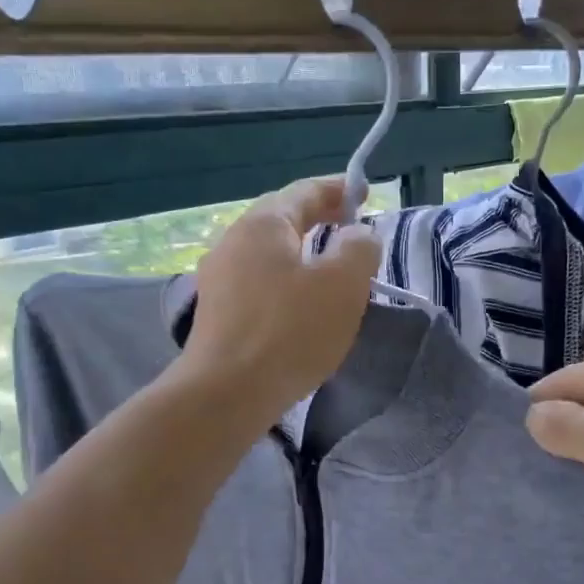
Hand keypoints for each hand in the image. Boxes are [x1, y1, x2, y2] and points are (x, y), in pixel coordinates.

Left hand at [182, 177, 380, 420]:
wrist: (226, 393)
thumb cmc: (289, 331)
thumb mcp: (343, 284)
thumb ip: (359, 248)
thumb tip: (357, 235)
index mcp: (263, 223)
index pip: (305, 191)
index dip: (340, 189)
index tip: (366, 194)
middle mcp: (233, 241)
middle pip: (282, 219)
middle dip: (320, 220)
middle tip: (352, 230)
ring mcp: (218, 278)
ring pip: (269, 254)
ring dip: (302, 254)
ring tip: (331, 270)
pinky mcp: (217, 313)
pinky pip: (259, 283)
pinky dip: (286, 283)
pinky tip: (300, 306)